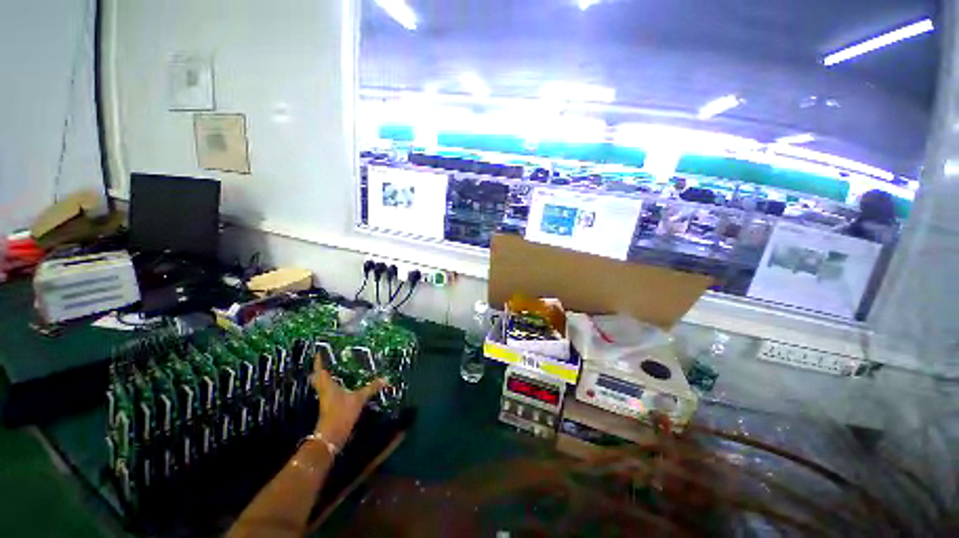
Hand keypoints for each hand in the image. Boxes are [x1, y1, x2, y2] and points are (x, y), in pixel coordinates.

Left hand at [312, 355, 386, 447]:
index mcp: (327, 384)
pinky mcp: (328, 404)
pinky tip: (341, 382)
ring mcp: (325, 397)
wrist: (331, 436)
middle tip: (329, 357)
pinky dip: (332, 383)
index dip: (319, 359)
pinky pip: (328, 389)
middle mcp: (323, 389)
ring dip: (326, 375)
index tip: (320, 349)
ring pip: (322, 383)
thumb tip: (385, 378)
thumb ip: (371, 387)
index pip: (320, 368)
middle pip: (318, 376)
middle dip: (321, 367)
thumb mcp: (359, 399)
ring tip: (335, 366)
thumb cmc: (341, 413)